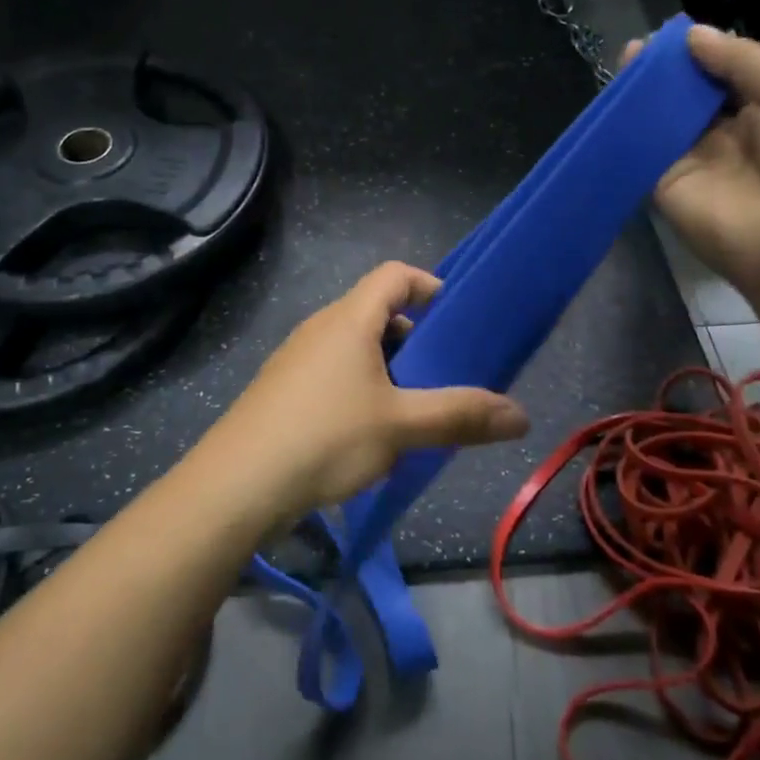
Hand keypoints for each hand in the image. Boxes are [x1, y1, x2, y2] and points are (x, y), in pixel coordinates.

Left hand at [199, 262, 529, 519]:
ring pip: (354, 348)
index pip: (394, 275)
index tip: (455, 318)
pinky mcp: (283, 390)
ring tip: (414, 410)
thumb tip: (522, 416)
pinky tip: (371, 433)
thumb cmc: (324, 437)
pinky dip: (361, 388)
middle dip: (415, 338)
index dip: (428, 285)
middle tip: (444, 375)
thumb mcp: (401, 426)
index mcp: (348, 320)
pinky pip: (333, 373)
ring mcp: (296, 359)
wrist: (238, 484)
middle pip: (376, 312)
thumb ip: (461, 416)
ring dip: (389, 369)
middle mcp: (320, 328)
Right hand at [631, 26, 759, 310]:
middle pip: (690, 96)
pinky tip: (611, 99)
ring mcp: (696, 162)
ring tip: (621, 60)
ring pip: (662, 120)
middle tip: (638, 45)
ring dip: (643, 93)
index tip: (670, 33)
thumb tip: (693, 34)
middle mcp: (732, 134)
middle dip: (666, 70)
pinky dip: (626, 127)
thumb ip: (743, 60)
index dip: (701, 52)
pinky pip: (642, 151)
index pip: (727, 73)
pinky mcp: (666, 187)